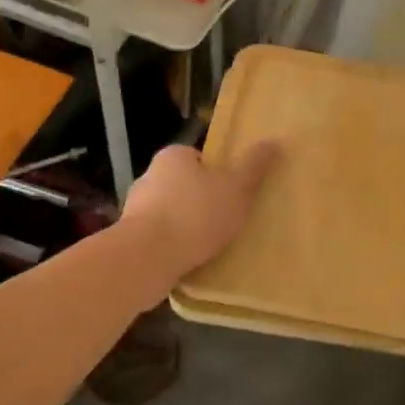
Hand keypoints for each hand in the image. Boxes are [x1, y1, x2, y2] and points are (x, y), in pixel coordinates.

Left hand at [119, 141, 280, 286]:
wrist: (146, 260)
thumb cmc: (195, 215)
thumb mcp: (236, 188)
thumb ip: (254, 167)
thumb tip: (275, 141)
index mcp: (173, 156)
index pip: (198, 158)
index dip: (217, 174)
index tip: (232, 192)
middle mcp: (149, 177)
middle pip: (183, 185)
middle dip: (201, 201)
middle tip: (227, 219)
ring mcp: (135, 210)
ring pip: (169, 214)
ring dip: (186, 227)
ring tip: (211, 246)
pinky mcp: (129, 241)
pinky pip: (159, 240)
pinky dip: (173, 248)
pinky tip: (190, 262)